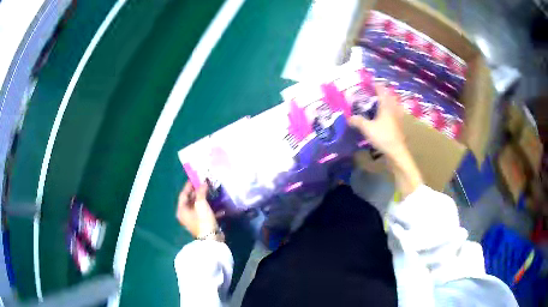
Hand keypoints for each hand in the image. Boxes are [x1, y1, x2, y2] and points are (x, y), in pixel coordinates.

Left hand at [176, 181, 218, 238]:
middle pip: (191, 200)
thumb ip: (201, 191)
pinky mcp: (203, 223)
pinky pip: (205, 212)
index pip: (183, 194)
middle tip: (205, 184)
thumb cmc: (203, 220)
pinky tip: (219, 205)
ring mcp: (194, 219)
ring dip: (205, 199)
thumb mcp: (201, 203)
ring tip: (212, 192)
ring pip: (199, 206)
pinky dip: (211, 208)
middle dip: (198, 192)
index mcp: (182, 210)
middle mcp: (186, 214)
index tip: (196, 178)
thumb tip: (203, 183)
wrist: (211, 238)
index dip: (189, 185)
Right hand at [350, 83, 421, 196]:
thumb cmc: (383, 137)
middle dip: (382, 92)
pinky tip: (384, 117)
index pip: (381, 90)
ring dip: (386, 101)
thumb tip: (348, 117)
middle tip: (373, 92)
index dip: (376, 84)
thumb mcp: (367, 128)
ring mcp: (398, 117)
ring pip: (393, 105)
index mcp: (386, 105)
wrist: (397, 152)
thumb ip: (358, 121)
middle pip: (389, 96)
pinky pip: (394, 113)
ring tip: (378, 103)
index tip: (369, 81)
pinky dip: (389, 111)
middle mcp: (393, 109)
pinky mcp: (399, 126)